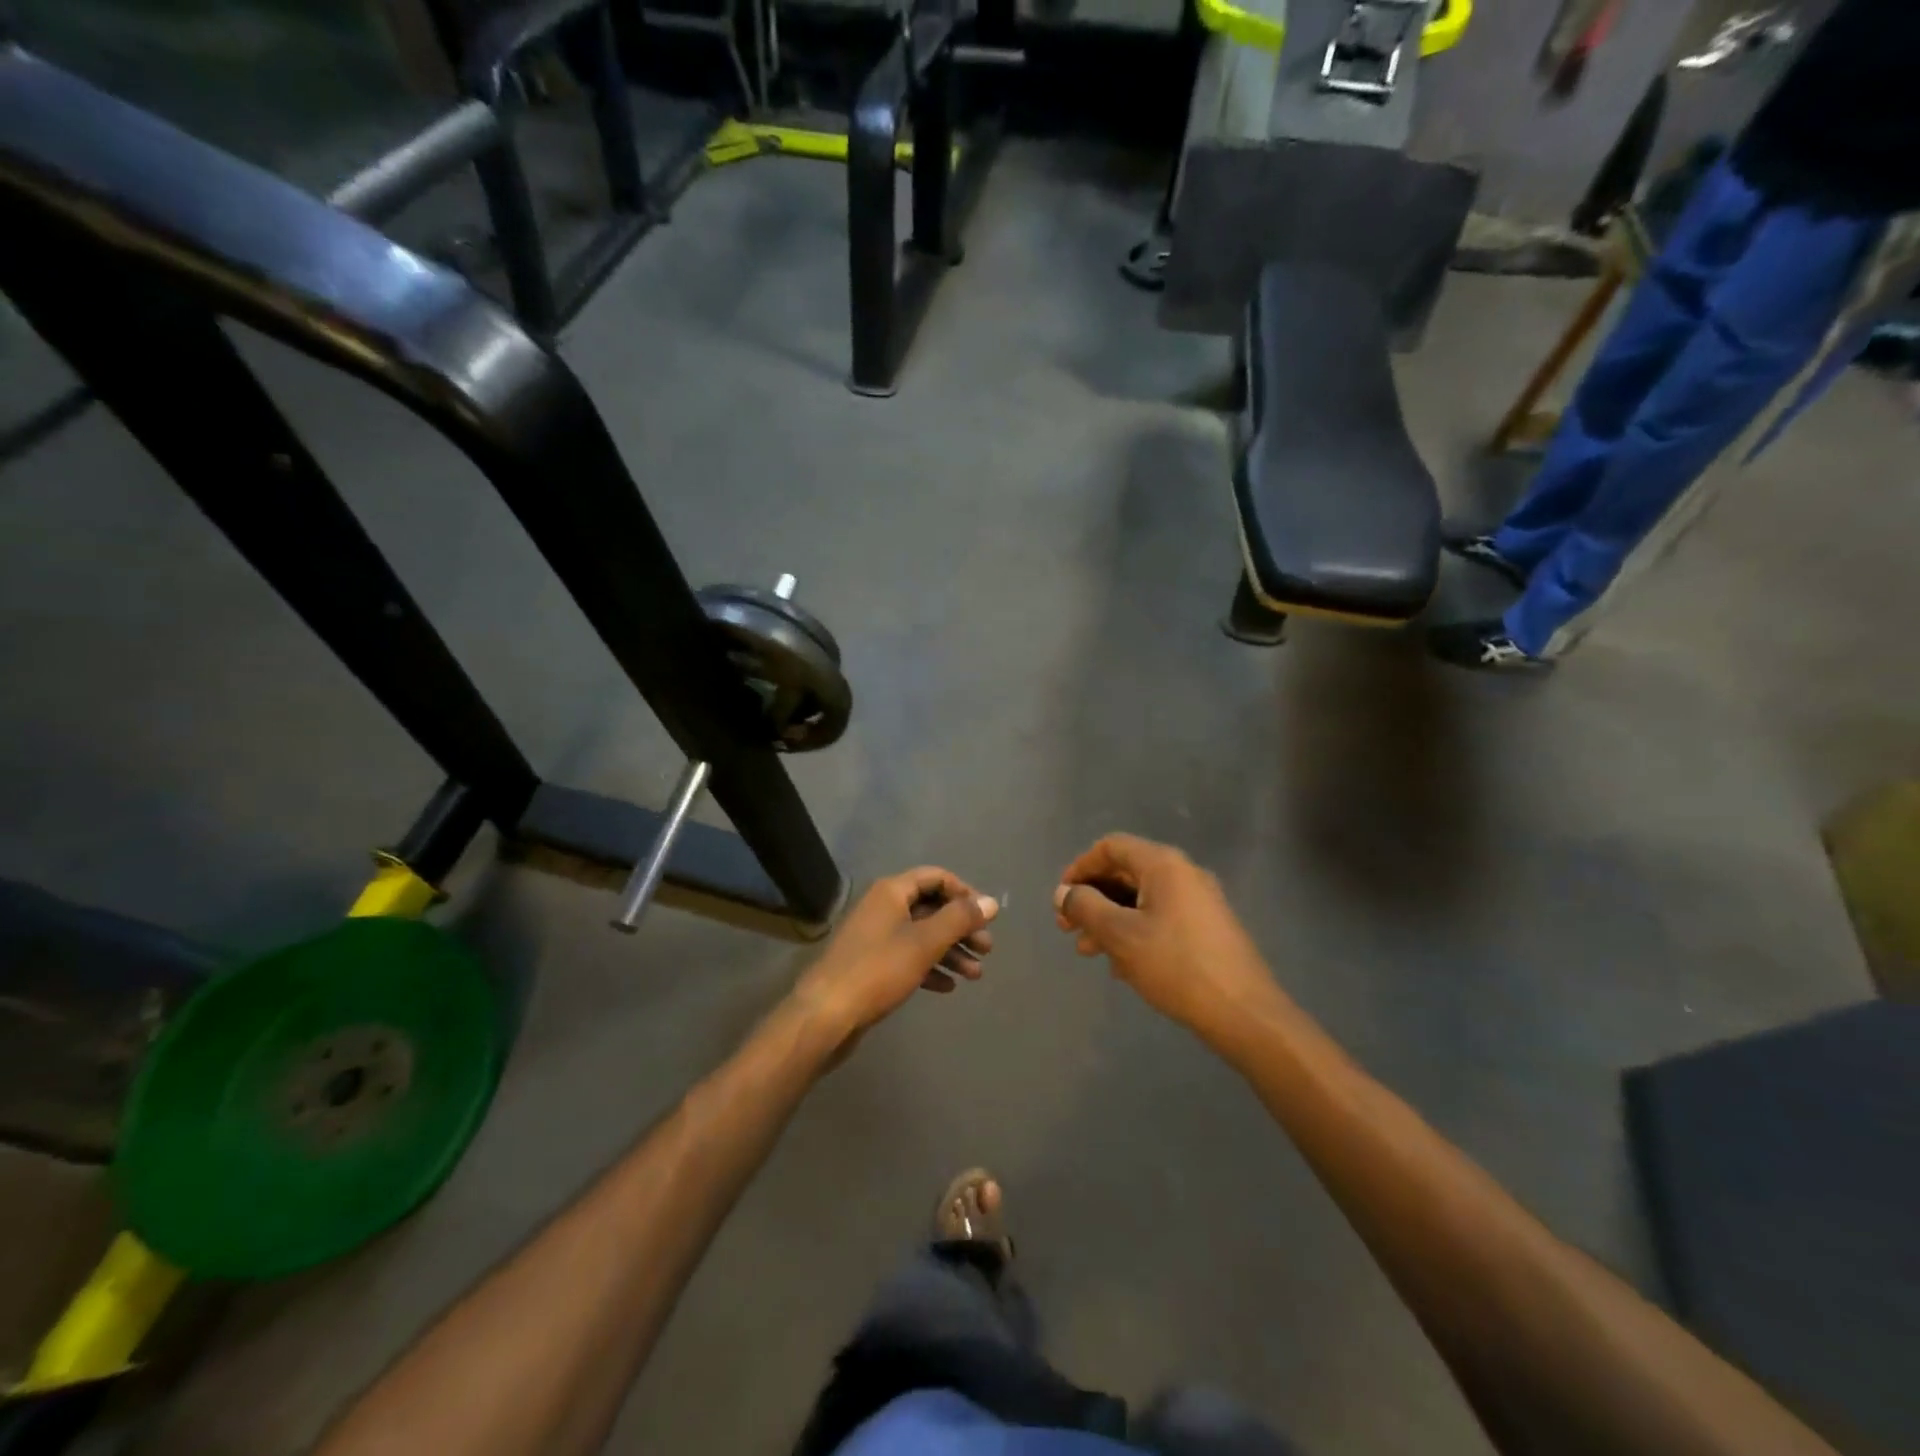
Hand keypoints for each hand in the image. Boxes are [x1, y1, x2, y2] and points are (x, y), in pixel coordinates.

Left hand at [794, 868, 997, 1045]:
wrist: (826, 1015)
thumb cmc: (878, 970)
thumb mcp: (925, 942)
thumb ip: (960, 919)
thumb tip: (991, 902)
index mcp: (892, 892)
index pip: (936, 877)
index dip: (964, 893)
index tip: (987, 916)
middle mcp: (883, 907)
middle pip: (931, 908)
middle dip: (961, 927)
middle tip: (987, 949)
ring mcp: (875, 937)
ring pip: (922, 936)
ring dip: (950, 952)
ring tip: (976, 975)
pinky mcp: (871, 965)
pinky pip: (908, 958)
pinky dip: (930, 968)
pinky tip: (948, 987)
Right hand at [1054, 834, 1281, 1037]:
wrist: (1244, 1013)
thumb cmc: (1175, 965)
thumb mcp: (1120, 935)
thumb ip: (1085, 907)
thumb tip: (1064, 893)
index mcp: (1164, 864)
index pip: (1111, 847)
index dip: (1079, 867)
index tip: (1060, 898)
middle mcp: (1183, 874)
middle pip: (1125, 873)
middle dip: (1091, 899)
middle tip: (1066, 928)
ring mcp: (1199, 902)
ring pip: (1141, 900)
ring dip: (1108, 920)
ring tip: (1087, 952)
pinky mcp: (1207, 929)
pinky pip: (1160, 919)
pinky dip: (1133, 933)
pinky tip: (1120, 967)